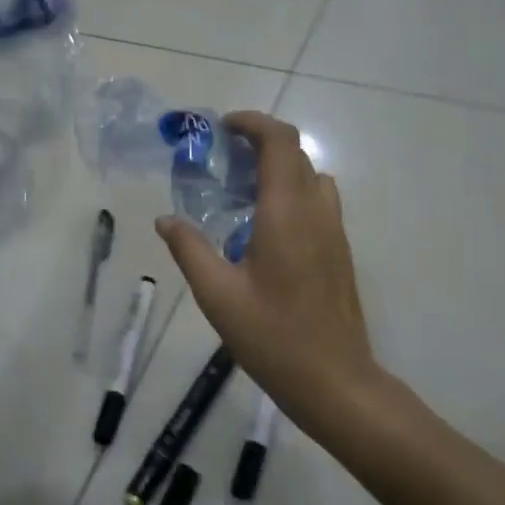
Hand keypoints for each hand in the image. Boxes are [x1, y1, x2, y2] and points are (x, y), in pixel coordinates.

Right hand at [156, 112, 388, 438]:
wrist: (335, 381)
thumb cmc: (273, 337)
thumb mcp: (217, 295)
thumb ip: (189, 250)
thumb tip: (165, 220)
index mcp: (287, 214)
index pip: (280, 142)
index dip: (253, 123)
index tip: (221, 128)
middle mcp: (317, 212)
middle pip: (296, 153)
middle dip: (258, 143)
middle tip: (220, 160)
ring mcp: (334, 232)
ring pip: (311, 177)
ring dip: (278, 168)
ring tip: (239, 191)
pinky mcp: (339, 252)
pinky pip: (317, 202)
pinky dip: (290, 193)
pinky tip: (261, 229)